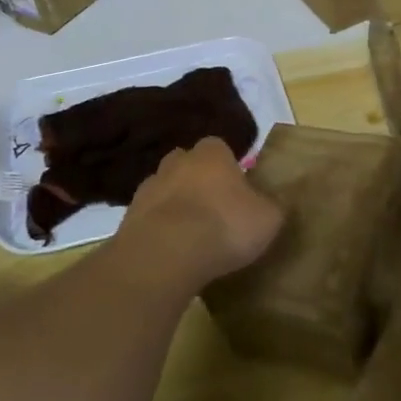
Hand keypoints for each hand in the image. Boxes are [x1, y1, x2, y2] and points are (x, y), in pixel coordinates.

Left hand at [122, 137, 284, 288]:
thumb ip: (272, 206)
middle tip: (213, 209)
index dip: (228, 166)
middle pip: (187, 164)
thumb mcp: (268, 218)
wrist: (166, 254)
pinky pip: (149, 218)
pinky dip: (158, 229)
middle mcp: (177, 162)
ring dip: (175, 205)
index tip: (237, 189)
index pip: (220, 147)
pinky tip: (171, 251)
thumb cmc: (225, 226)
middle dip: (197, 181)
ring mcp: (148, 188)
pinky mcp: (128, 217)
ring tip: (191, 235)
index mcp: (212, 154)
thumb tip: (272, 202)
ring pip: (165, 190)